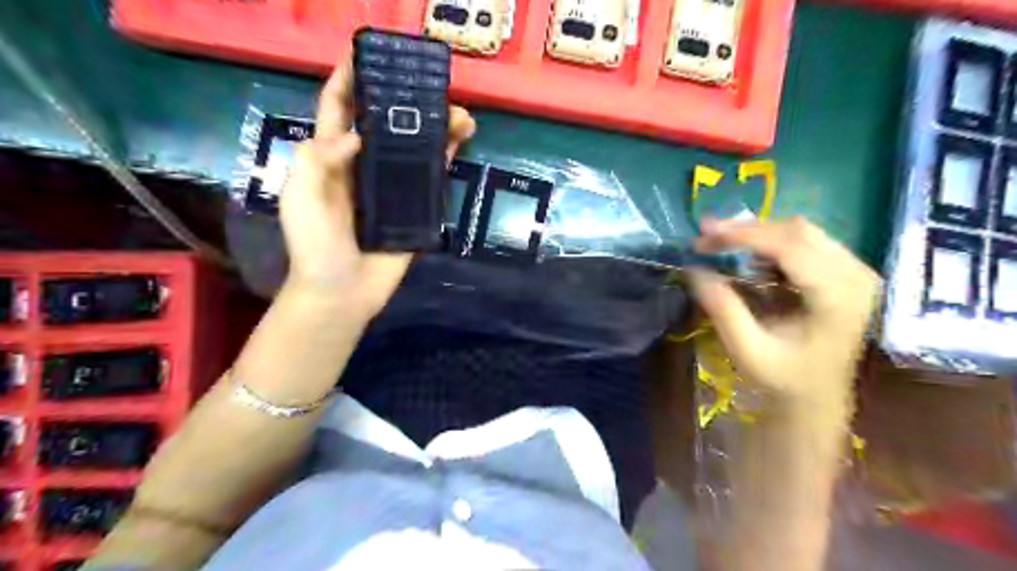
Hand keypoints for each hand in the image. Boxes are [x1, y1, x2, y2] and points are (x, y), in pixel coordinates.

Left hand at [278, 62, 478, 316]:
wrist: (342, 292)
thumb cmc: (315, 245)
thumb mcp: (299, 197)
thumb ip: (317, 159)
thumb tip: (358, 134)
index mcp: (331, 159)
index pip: (338, 110)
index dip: (349, 80)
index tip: (366, 54)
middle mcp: (364, 167)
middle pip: (385, 125)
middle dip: (404, 101)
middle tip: (428, 84)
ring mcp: (391, 187)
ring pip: (414, 148)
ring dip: (435, 127)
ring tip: (459, 112)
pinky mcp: (414, 208)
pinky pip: (431, 178)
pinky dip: (446, 157)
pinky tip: (461, 140)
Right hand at [691, 220, 883, 414]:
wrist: (818, 397)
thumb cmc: (783, 378)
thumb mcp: (747, 351)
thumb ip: (723, 309)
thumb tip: (694, 269)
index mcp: (838, 297)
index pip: (790, 247)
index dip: (745, 235)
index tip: (704, 234)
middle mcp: (855, 276)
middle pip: (797, 232)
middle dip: (746, 230)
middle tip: (705, 238)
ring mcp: (855, 271)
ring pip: (801, 231)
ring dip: (757, 233)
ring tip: (720, 243)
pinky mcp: (846, 271)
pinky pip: (805, 241)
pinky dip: (770, 242)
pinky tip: (747, 254)